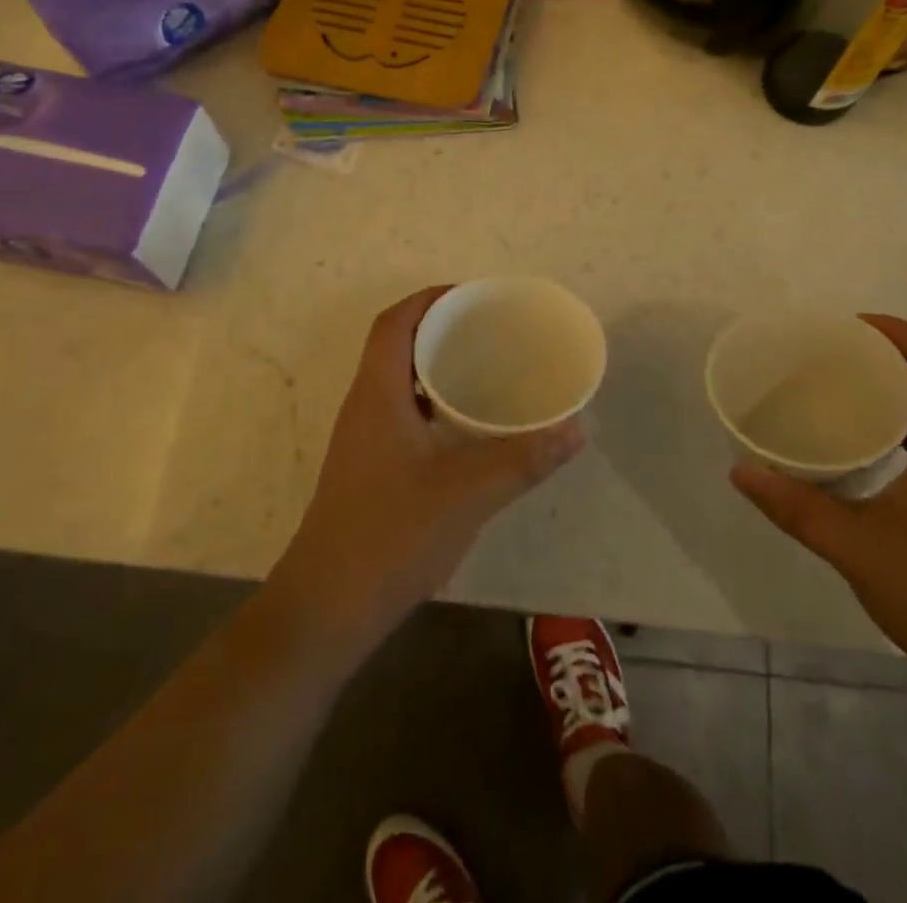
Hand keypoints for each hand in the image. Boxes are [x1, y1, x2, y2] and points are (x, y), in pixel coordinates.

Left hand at [276, 287, 584, 635]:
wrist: (328, 608)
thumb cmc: (391, 535)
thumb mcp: (468, 492)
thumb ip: (525, 458)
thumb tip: (578, 428)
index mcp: (377, 393)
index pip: (395, 322)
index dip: (430, 298)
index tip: (474, 297)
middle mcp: (364, 405)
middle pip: (397, 345)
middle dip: (441, 328)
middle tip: (491, 331)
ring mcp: (363, 439)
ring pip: (399, 380)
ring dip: (436, 366)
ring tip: (486, 369)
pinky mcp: (369, 467)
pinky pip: (402, 411)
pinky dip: (433, 402)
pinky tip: (467, 427)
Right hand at [731, 315, 906, 703]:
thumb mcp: (857, 549)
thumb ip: (795, 507)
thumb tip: (740, 471)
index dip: (902, 332)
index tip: (851, 326)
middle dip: (890, 355)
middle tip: (833, 354)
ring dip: (896, 392)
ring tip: (840, 391)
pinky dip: (899, 429)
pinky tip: (863, 451)